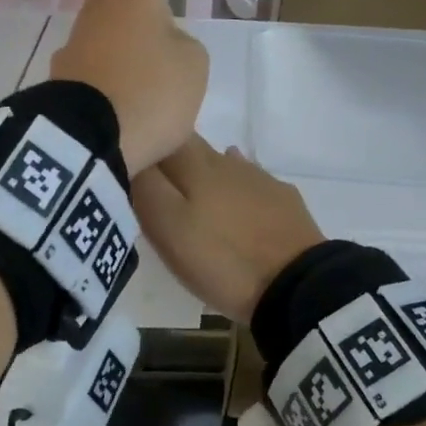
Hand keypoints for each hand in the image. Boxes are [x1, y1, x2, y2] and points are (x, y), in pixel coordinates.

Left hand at [50, 0, 208, 174]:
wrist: (88, 140)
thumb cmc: (151, 90)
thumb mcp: (192, 65)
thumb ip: (181, 44)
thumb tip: (162, 45)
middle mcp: (97, 12)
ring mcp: (74, 45)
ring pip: (99, 26)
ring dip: (117, 31)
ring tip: (140, 50)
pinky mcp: (62, 79)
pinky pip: (91, 61)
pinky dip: (106, 66)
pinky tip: (119, 85)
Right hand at [132, 137, 324, 321]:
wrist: (297, 285)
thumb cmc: (222, 260)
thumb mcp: (169, 229)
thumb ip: (147, 188)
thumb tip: (135, 157)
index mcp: (194, 165)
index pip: (158, 139)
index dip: (142, 147)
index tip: (127, 166)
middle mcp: (225, 161)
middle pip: (189, 146)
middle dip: (169, 157)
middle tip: (153, 183)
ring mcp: (258, 178)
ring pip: (219, 162)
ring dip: (200, 171)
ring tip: (188, 191)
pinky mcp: (281, 200)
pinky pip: (249, 181)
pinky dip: (233, 186)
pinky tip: (232, 196)